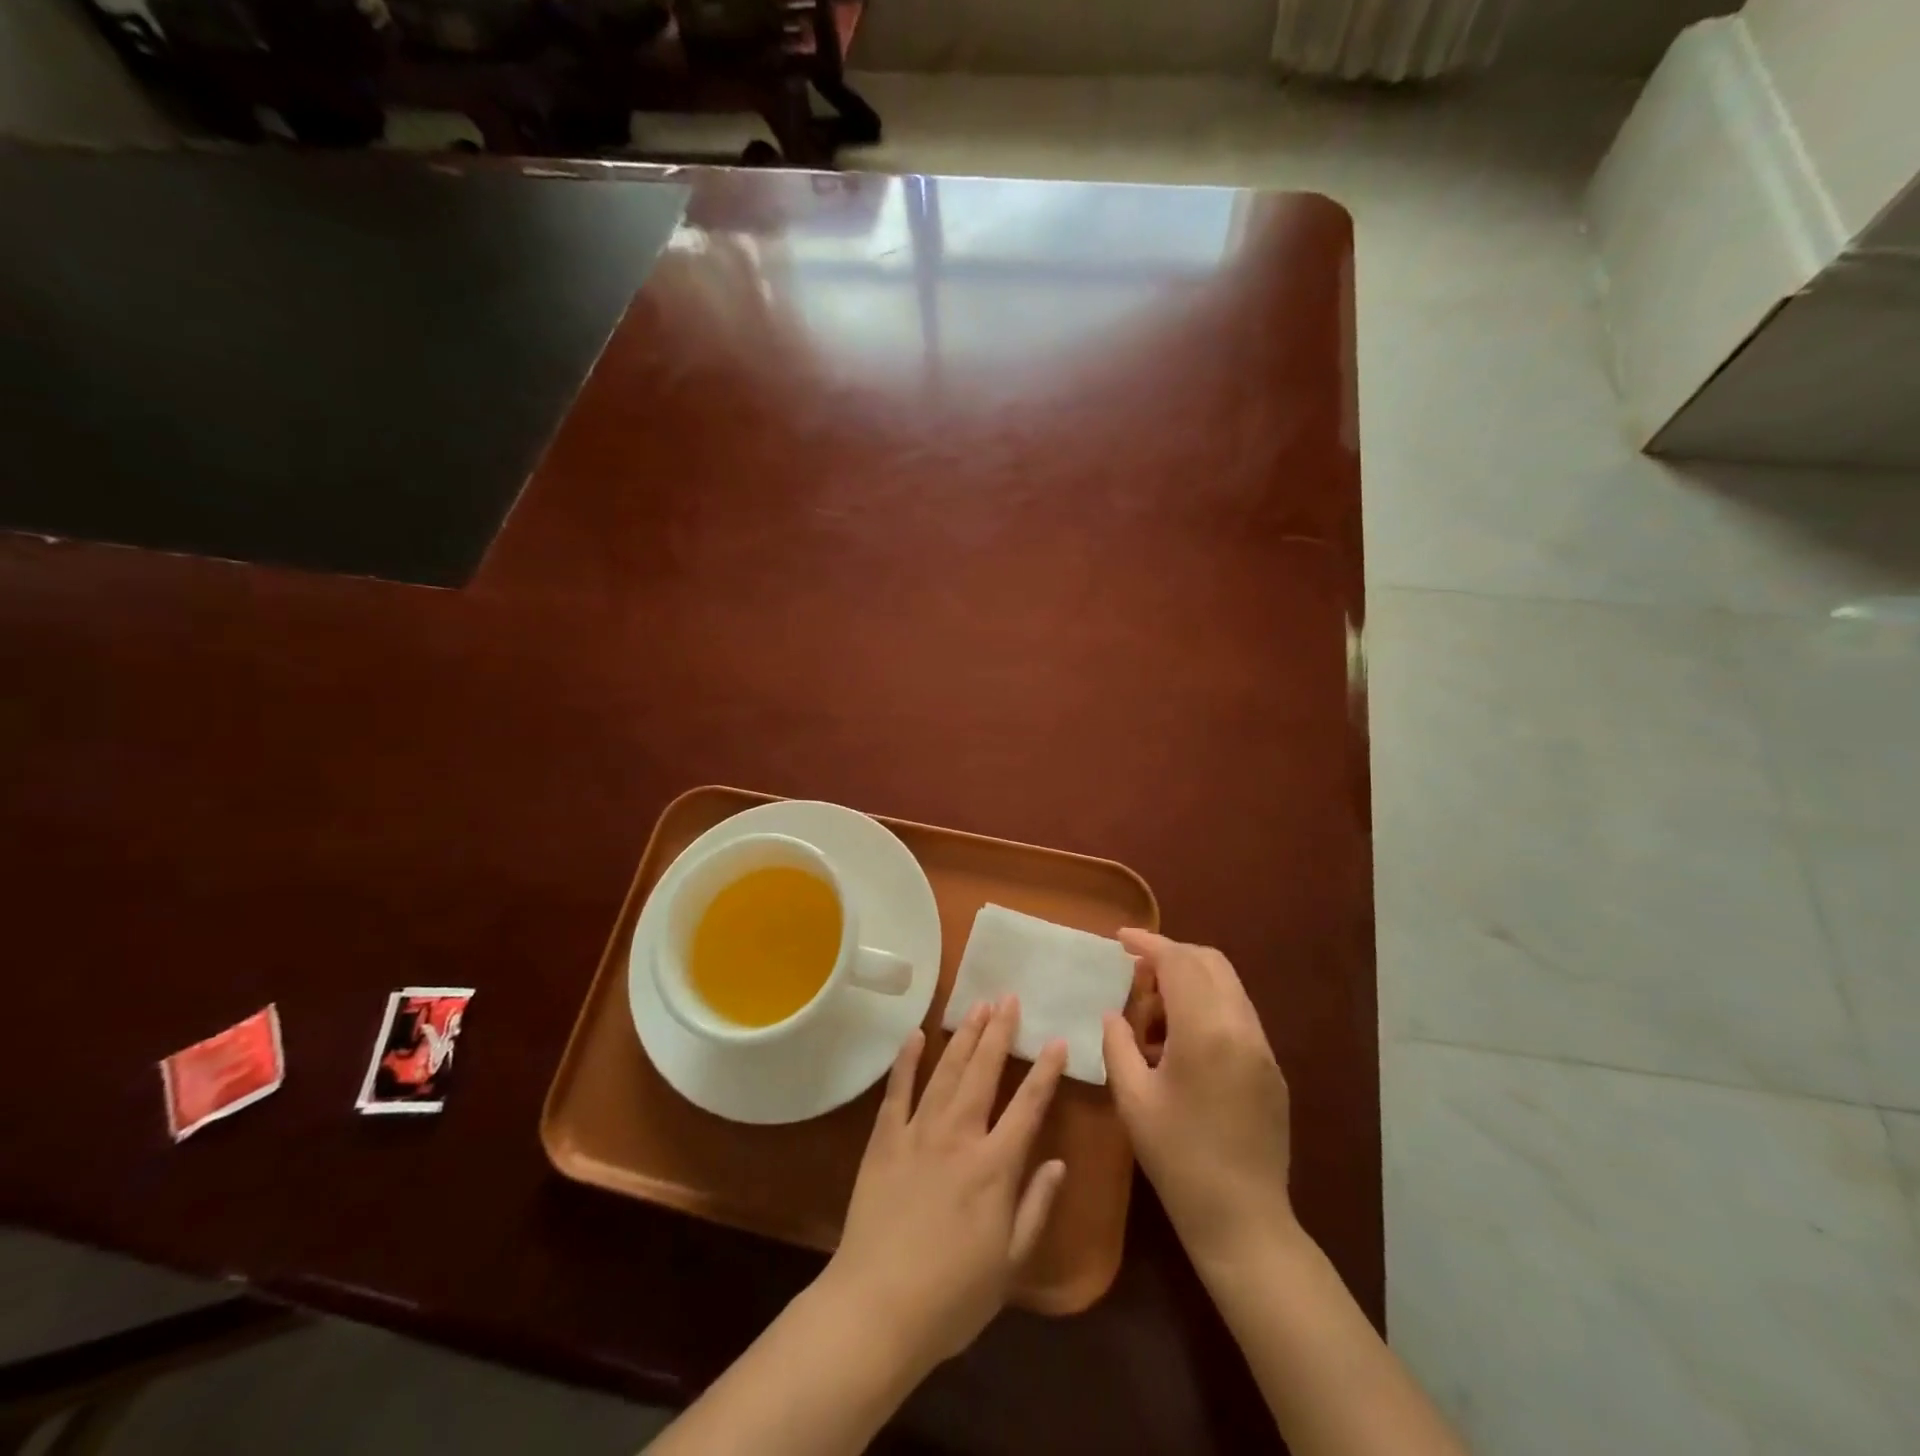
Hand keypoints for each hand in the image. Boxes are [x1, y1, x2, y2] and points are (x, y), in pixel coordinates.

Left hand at [822, 997, 1068, 1369]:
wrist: (877, 1309)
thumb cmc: (952, 1296)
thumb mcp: (1010, 1263)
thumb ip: (1036, 1207)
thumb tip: (1059, 1162)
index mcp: (995, 1167)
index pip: (1028, 1106)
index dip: (1044, 1071)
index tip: (1056, 1041)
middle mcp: (959, 1136)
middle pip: (983, 1072)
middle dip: (998, 1032)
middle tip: (1008, 998)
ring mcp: (917, 1133)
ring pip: (945, 1071)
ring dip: (962, 1036)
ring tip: (976, 1006)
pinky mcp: (884, 1140)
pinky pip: (897, 1090)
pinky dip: (906, 1060)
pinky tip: (915, 1034)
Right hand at [1101, 930, 1295, 1273]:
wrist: (1243, 1220)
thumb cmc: (1178, 1158)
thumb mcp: (1133, 1099)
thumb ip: (1118, 1044)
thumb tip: (1114, 1014)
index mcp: (1206, 1031)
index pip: (1178, 962)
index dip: (1148, 943)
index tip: (1120, 937)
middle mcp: (1242, 1027)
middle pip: (1210, 962)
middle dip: (1172, 955)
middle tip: (1137, 972)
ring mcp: (1263, 1047)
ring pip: (1227, 986)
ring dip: (1191, 981)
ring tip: (1155, 1011)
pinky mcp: (1272, 1068)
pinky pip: (1238, 1014)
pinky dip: (1208, 1006)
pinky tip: (1182, 1041)